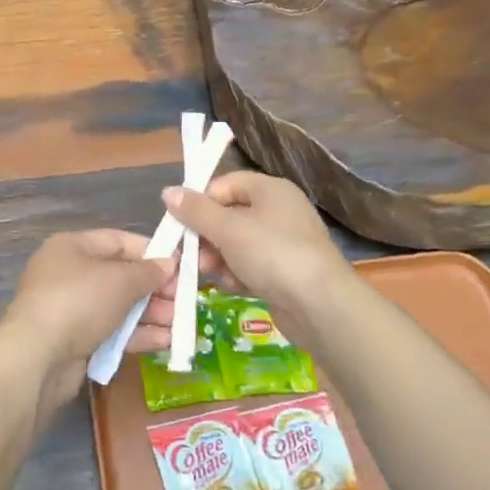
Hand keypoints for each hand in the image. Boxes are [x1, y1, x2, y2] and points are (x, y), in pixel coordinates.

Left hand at [0, 230, 176, 417]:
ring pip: (120, 307)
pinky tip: (165, 341)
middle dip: (155, 289)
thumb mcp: (120, 280)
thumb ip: (148, 271)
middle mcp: (70, 274)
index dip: (152, 252)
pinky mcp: (75, 341)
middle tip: (186, 301)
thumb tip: (170, 263)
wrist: (37, 358)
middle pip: (122, 276)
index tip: (182, 266)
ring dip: (152, 314)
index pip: (119, 241)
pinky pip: (113, 332)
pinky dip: (138, 334)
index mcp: (73, 247)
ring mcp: (71, 309)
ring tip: (182, 324)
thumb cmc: (79, 302)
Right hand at [161, 172, 349, 339]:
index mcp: (271, 190)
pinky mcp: (286, 273)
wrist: (321, 306)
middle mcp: (280, 211)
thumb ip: (196, 211)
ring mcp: (285, 243)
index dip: (203, 201)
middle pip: (230, 215)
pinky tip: (232, 287)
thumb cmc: (273, 254)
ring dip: (220, 259)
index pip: (226, 184)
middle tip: (193, 256)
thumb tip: (168, 192)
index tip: (183, 223)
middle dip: (207, 236)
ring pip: (238, 244)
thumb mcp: (228, 229)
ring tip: (211, 275)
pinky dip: (238, 275)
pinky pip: (252, 266)